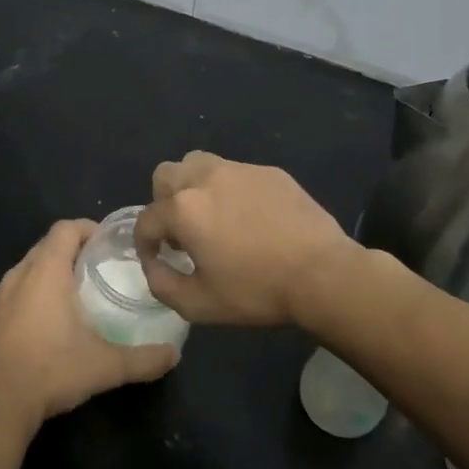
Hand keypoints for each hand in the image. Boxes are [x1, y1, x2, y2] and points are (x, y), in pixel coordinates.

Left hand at [0, 219, 180, 432]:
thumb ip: (143, 359)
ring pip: (29, 267)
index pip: (65, 229)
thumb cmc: (51, 372)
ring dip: (51, 270)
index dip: (88, 228)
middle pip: (47, 245)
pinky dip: (33, 291)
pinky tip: (48, 320)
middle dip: (73, 249)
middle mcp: (18, 274)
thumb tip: (174, 354)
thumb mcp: (105, 366)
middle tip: (100, 267)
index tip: (109, 243)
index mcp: (46, 271)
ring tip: (77, 292)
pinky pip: (15, 289)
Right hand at [134, 152, 362, 326]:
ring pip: (198, 163)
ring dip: (193, 187)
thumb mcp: (198, 304)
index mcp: (183, 209)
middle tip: (183, 232)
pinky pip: (235, 173)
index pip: (146, 219)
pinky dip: (230, 190)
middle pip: (165, 176)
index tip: (157, 260)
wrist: (323, 274)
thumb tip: (154, 265)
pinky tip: (250, 218)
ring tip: (211, 215)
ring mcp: (239, 170)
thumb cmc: (256, 290)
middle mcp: (205, 178)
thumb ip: (162, 284)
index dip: (145, 244)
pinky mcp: (269, 172)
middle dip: (163, 203)